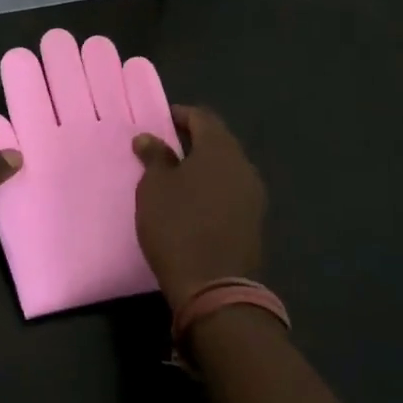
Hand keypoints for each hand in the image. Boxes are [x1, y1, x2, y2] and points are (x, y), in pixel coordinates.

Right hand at [133, 106, 265, 310]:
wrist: (213, 288)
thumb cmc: (177, 226)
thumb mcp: (155, 187)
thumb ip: (155, 157)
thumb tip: (149, 138)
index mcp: (221, 150)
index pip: (203, 118)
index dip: (181, 115)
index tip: (160, 121)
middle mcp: (243, 167)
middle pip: (218, 141)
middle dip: (193, 139)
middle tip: (165, 145)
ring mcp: (253, 196)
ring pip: (226, 167)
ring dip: (203, 165)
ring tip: (175, 174)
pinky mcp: (253, 222)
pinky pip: (230, 190)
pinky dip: (212, 186)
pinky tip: (192, 199)